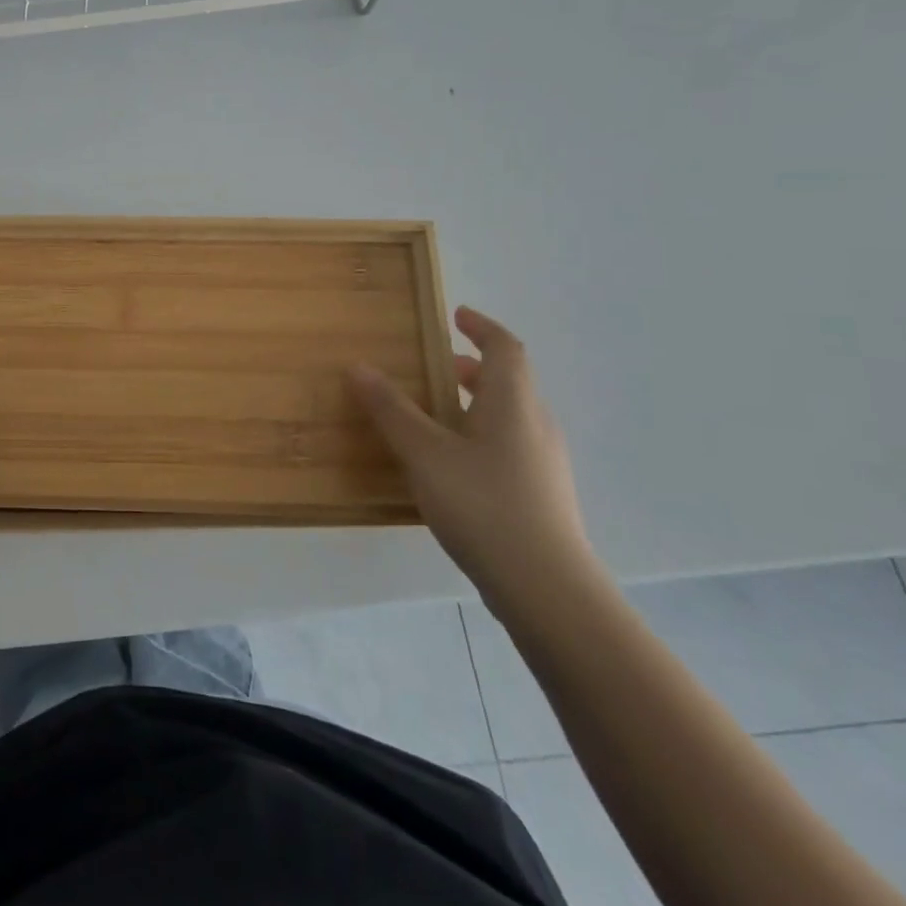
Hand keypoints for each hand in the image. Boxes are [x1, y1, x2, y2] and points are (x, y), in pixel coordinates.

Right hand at [351, 306, 597, 615]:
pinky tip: (448, 466)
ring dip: (473, 404)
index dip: (482, 327)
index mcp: (513, 404)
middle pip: (507, 382)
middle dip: (470, 369)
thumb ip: (391, 409)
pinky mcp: (541, 496)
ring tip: (431, 416)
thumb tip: (359, 366)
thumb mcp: (425, 453)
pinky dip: (478, 437)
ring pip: (507, 417)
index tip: (455, 316)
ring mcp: (543, 464)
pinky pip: (508, 447)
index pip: (506, 348)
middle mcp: (535, 425)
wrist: (546, 589)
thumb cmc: (484, 505)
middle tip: (432, 368)